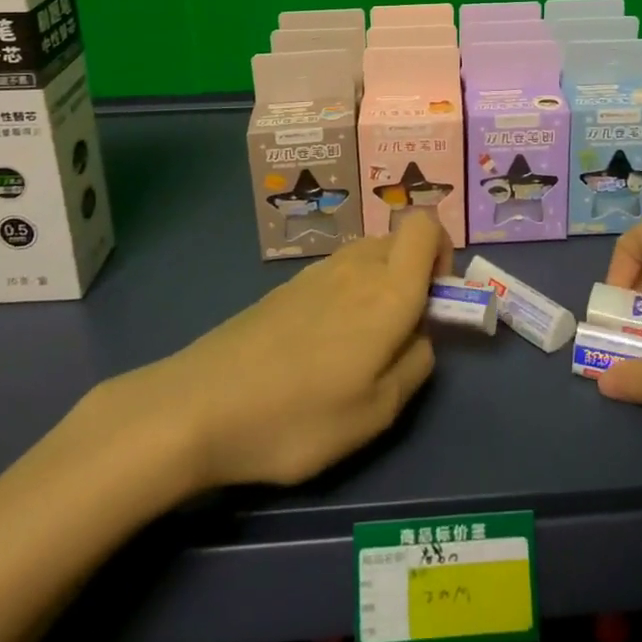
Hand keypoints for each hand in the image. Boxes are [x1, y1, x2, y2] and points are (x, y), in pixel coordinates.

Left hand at [74, 213, 452, 502]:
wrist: (198, 407)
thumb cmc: (297, 416)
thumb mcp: (375, 414)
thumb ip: (415, 366)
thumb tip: (421, 336)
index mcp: (388, 290)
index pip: (427, 225)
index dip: (443, 251)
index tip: (435, 299)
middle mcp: (356, 266)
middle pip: (399, 240)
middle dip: (414, 273)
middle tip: (399, 331)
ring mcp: (316, 273)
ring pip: (367, 256)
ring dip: (378, 285)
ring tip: (356, 346)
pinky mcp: (286, 288)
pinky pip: (336, 273)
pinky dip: (345, 295)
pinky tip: (318, 347)